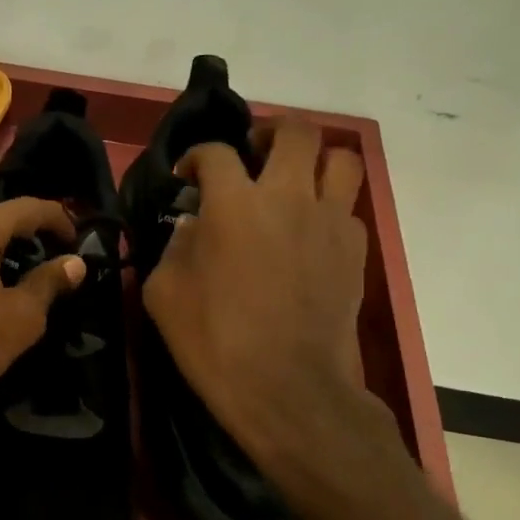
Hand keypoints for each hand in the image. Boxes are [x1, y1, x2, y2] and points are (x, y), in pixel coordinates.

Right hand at [141, 118, 409, 502]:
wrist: (288, 388)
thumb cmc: (215, 341)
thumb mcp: (164, 295)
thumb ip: (174, 248)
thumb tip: (193, 227)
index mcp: (234, 203)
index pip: (215, 153)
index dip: (196, 157)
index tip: (187, 176)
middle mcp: (288, 197)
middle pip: (295, 131)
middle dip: (270, 131)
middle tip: (254, 151)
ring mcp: (329, 221)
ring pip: (341, 159)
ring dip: (316, 159)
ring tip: (296, 178)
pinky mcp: (355, 250)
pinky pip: (349, 208)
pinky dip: (330, 208)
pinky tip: (310, 232)